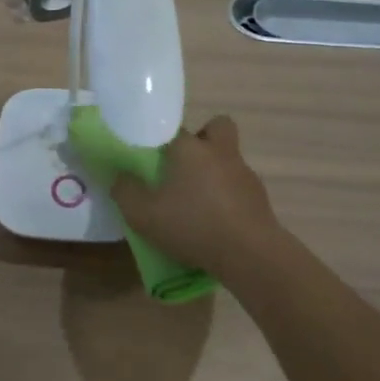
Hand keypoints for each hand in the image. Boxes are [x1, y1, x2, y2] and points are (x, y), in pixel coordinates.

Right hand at [109, 115, 280, 277]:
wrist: (249, 253)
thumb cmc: (192, 226)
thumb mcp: (143, 215)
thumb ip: (125, 192)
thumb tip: (120, 177)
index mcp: (190, 148)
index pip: (174, 127)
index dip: (162, 139)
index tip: (152, 156)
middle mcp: (220, 152)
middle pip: (217, 127)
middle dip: (203, 138)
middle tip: (184, 164)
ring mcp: (244, 173)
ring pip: (229, 158)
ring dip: (215, 171)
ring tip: (197, 201)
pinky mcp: (259, 197)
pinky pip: (239, 186)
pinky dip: (228, 196)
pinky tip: (215, 220)